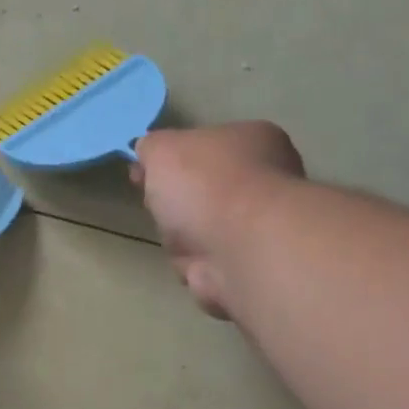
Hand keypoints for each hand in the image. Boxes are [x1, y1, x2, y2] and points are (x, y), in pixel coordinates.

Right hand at [132, 122, 305, 318]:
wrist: (238, 247)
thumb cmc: (205, 184)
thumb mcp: (162, 148)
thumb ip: (152, 146)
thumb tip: (148, 152)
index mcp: (253, 141)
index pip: (206, 146)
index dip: (172, 159)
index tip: (143, 172)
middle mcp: (265, 182)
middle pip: (202, 191)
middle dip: (174, 202)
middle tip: (155, 204)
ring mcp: (258, 228)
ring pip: (201, 231)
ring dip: (180, 238)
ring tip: (176, 237)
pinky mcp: (249, 267)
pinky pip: (207, 265)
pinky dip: (194, 266)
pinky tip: (193, 262)